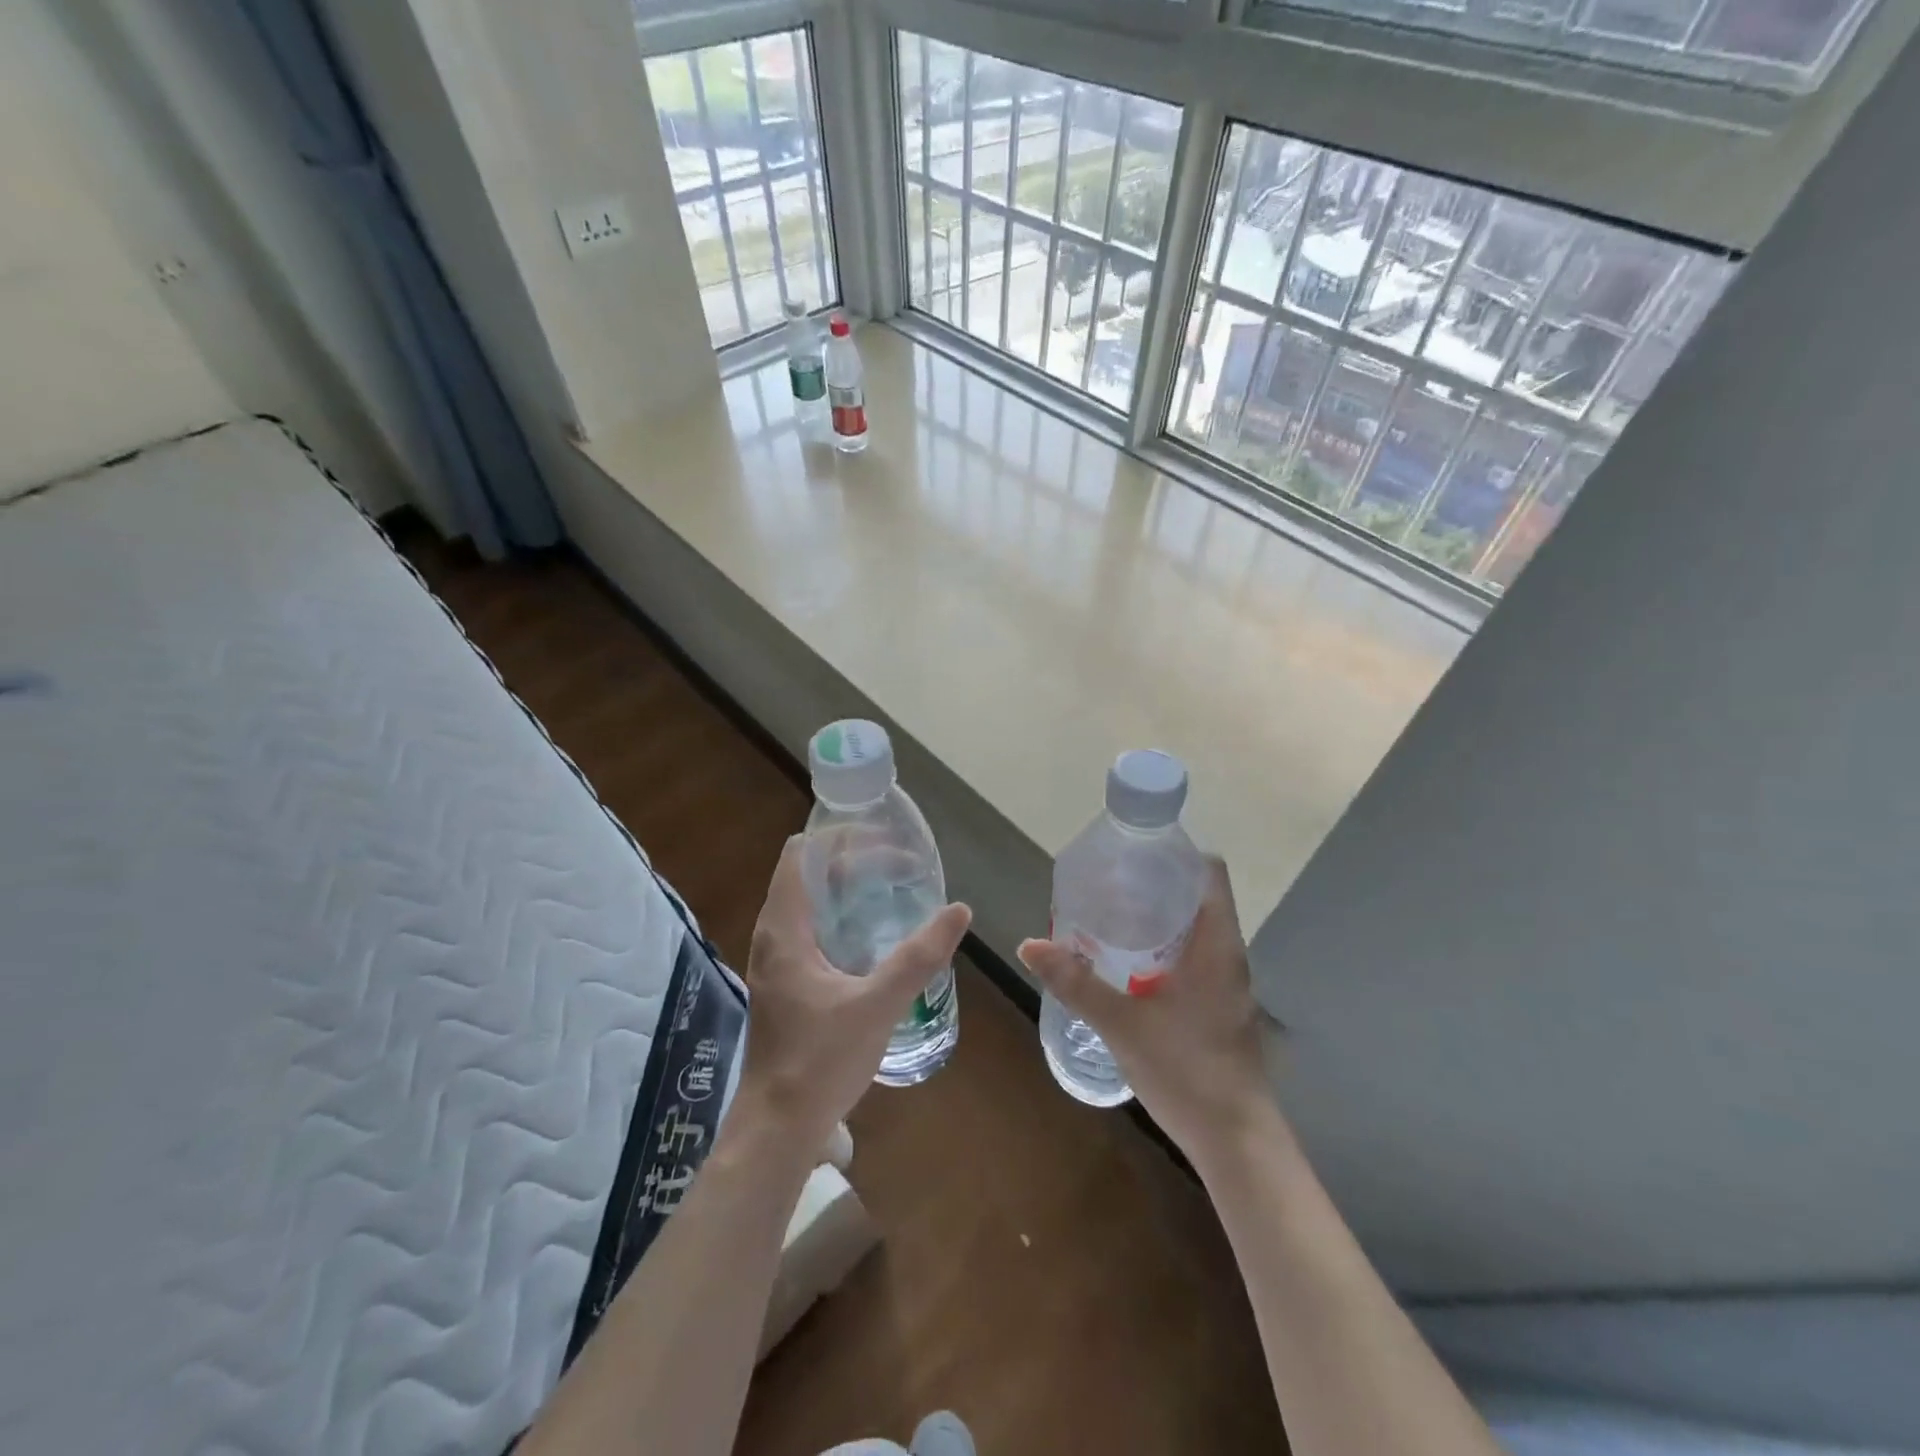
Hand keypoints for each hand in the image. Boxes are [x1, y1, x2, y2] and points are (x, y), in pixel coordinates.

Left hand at [736, 836, 970, 1152]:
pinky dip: (843, 917)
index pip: (801, 852)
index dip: (840, 836)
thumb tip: (959, 910)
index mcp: (784, 928)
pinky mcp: (786, 983)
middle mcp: (773, 935)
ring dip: (849, 890)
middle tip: (904, 866)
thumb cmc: (820, 1061)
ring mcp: (777, 960)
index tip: (884, 838)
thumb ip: (919, 956)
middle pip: (810, 873)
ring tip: (895, 890)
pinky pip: (813, 930)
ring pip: (811, 903)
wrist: (778, 1127)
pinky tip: (876, 935)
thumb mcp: (878, 1004)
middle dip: (855, 861)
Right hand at [1018, 857, 1275, 1166]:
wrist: (1235, 1142)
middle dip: (1153, 884)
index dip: (1175, 853)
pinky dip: (1162, 948)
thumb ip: (1076, 983)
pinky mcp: (1218, 1007)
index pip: (1208, 872)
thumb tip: (1030, 944)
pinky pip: (1191, 958)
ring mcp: (1226, 983)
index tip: (1132, 852)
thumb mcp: (1122, 1024)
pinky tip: (1127, 966)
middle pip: (1197, 897)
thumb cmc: (1187, 1071)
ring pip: (1193, 930)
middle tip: (1107, 883)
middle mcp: (1227, 955)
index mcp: (1216, 944)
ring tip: (1109, 917)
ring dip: (1156, 918)